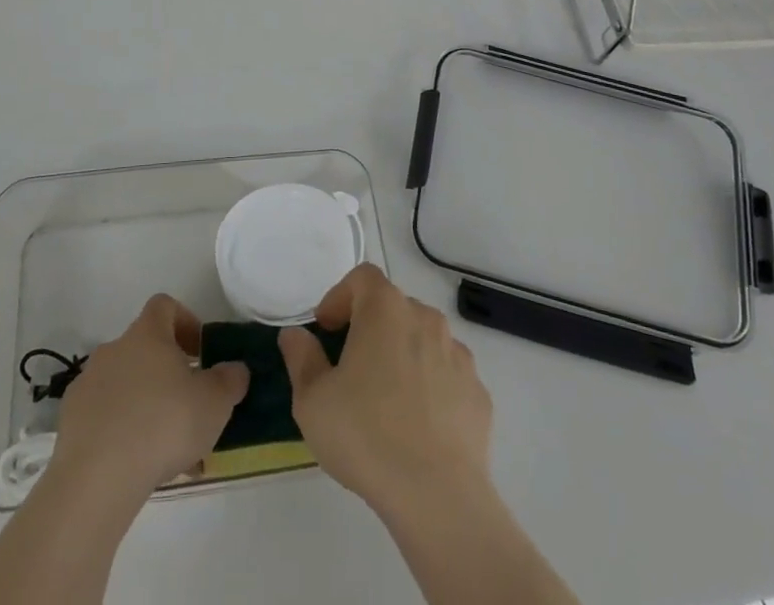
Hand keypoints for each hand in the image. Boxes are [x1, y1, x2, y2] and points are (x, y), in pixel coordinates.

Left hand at [50, 294, 248, 500]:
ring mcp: (88, 384)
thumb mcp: (213, 403)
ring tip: (167, 448)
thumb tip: (235, 369)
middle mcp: (114, 349)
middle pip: (144, 348)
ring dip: (146, 404)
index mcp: (147, 334)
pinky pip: (104, 415)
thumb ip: (229, 380)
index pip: (164, 306)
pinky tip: (137, 464)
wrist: (97, 477)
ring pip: (125, 385)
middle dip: (167, 373)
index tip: (200, 352)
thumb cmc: (163, 424)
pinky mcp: (71, 421)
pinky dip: (121, 430)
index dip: (185, 322)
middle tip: (188, 406)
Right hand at [279, 264, 492, 516]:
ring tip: (386, 398)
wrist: (438, 496)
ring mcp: (458, 354)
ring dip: (403, 354)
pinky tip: (418, 424)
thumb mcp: (312, 400)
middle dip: (370, 327)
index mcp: (385, 309)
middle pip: (393, 307)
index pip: (362, 278)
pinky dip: (431, 386)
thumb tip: (296, 335)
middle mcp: (425, 318)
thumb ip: (301, 358)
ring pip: (423, 339)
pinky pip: (447, 375)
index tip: (327, 330)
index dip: (340, 296)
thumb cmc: (366, 435)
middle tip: (351, 366)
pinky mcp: (478, 392)